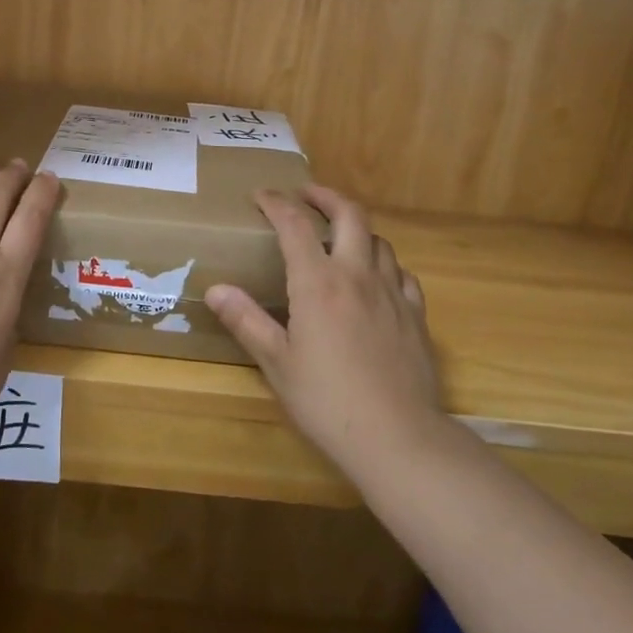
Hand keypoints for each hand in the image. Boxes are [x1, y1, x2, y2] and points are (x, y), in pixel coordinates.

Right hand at [205, 186, 442, 479]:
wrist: (398, 437)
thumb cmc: (327, 401)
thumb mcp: (277, 363)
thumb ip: (246, 320)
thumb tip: (215, 289)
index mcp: (318, 283)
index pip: (295, 224)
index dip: (276, 203)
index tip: (261, 195)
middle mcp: (357, 276)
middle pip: (350, 214)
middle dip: (325, 196)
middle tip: (306, 195)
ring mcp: (393, 293)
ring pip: (379, 240)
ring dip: (356, 229)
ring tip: (339, 237)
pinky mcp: (416, 315)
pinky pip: (402, 273)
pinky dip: (384, 264)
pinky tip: (377, 279)